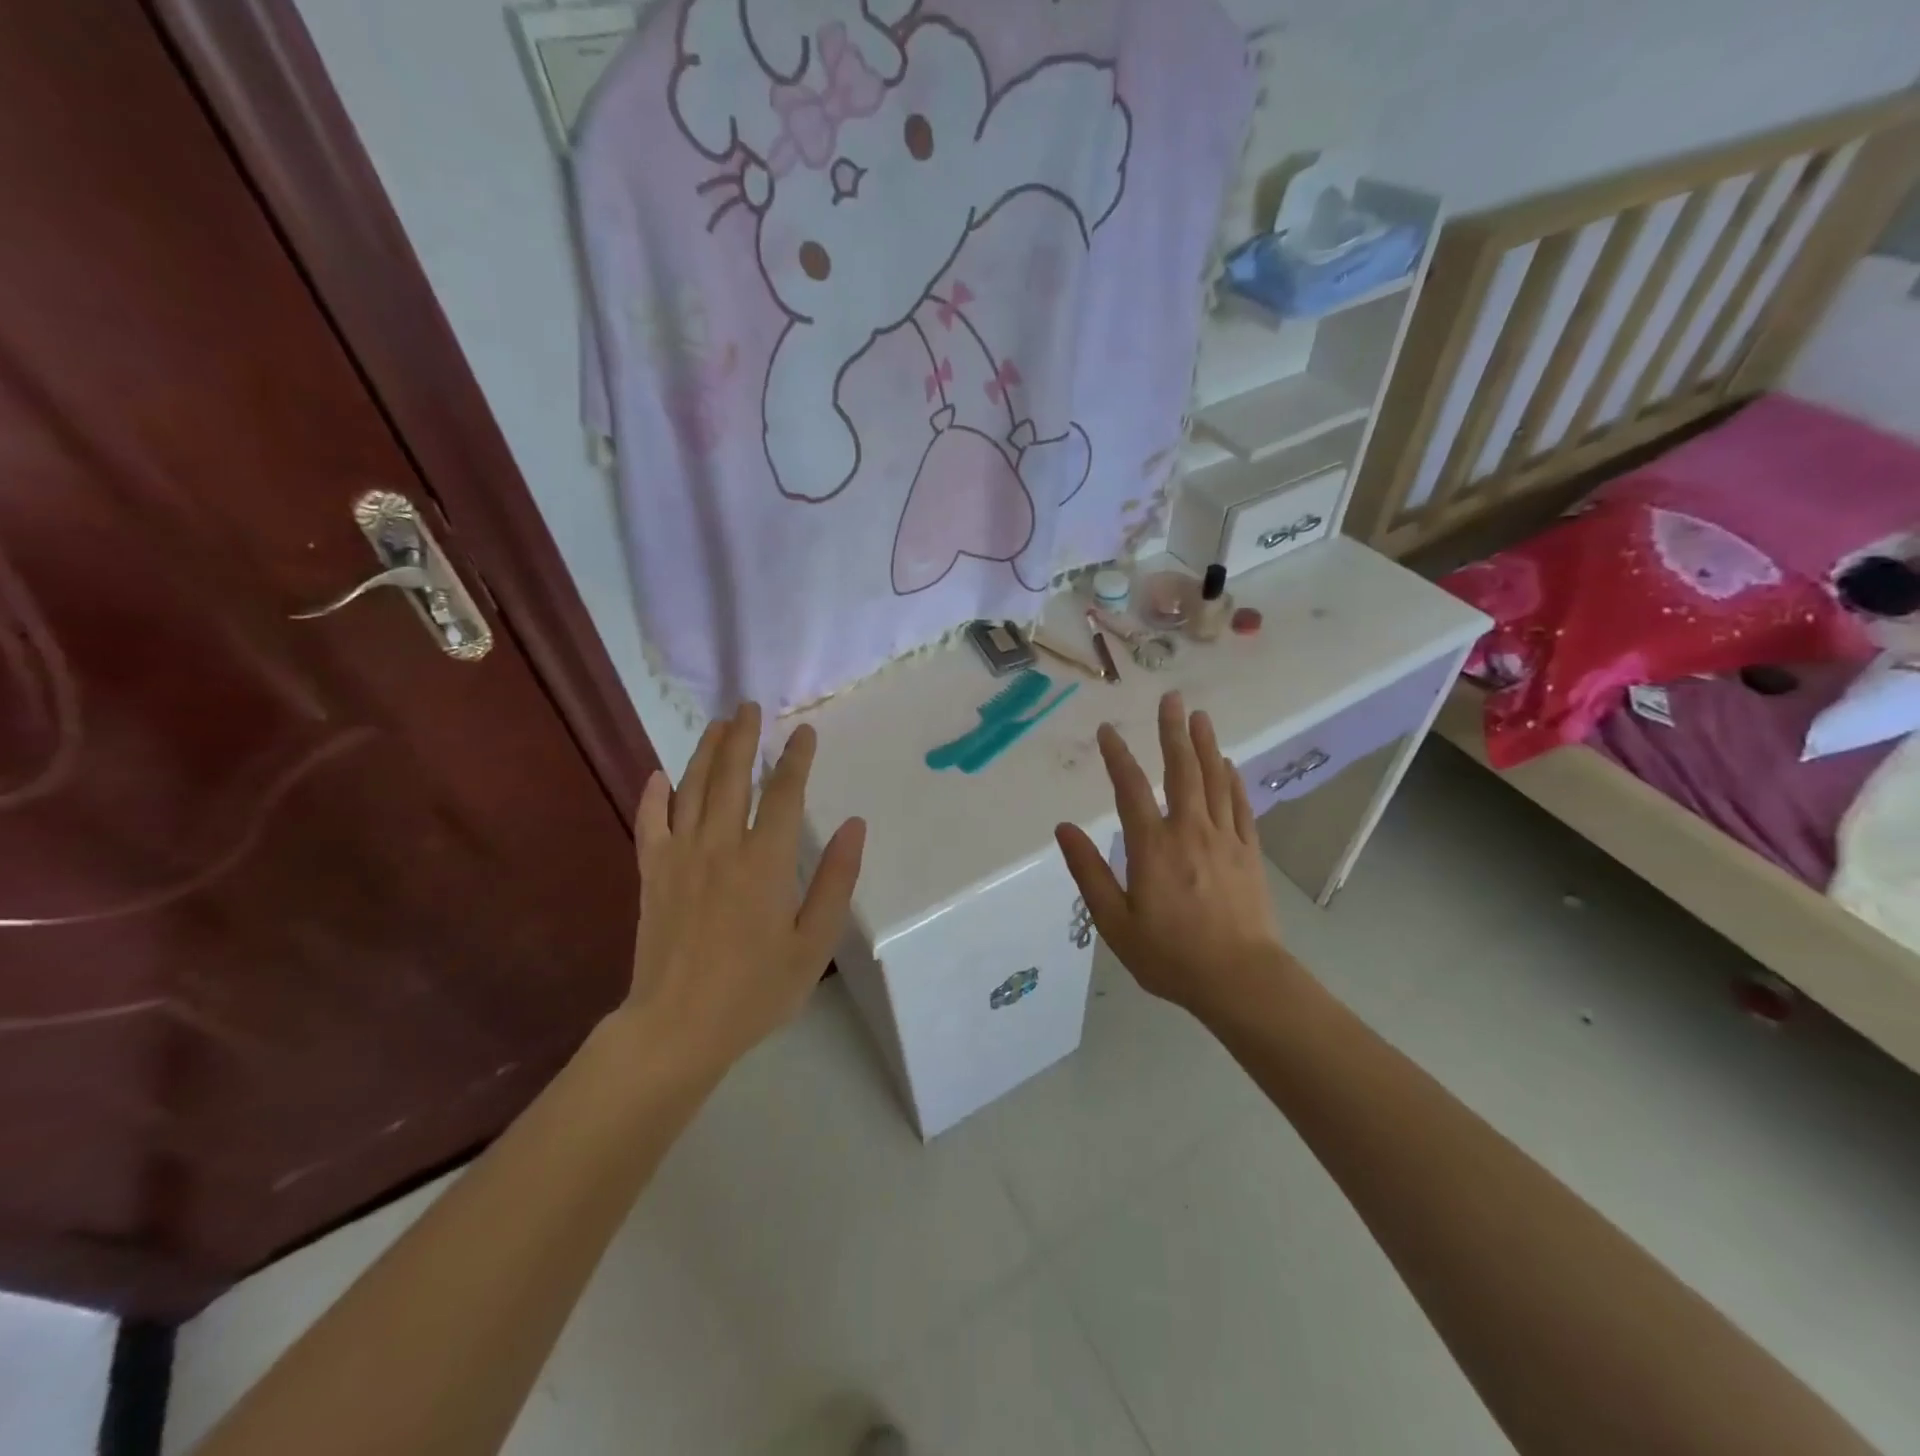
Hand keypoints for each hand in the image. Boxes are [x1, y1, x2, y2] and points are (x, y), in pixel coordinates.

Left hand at [620, 704, 865, 1081]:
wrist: (677, 1027)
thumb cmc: (755, 990)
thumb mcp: (813, 943)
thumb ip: (834, 881)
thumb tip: (855, 826)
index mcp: (764, 862)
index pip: (783, 794)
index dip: (796, 759)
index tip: (804, 732)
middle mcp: (720, 846)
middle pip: (732, 777)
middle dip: (743, 737)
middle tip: (750, 707)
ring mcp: (680, 857)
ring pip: (691, 789)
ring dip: (705, 752)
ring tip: (718, 725)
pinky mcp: (652, 875)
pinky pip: (650, 823)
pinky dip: (653, 795)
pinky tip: (659, 775)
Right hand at [1055, 692, 1285, 1018]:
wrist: (1241, 980)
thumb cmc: (1170, 956)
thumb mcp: (1115, 923)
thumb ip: (1089, 872)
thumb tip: (1064, 829)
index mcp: (1153, 847)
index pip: (1131, 789)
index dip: (1117, 756)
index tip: (1107, 730)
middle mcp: (1190, 831)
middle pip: (1181, 771)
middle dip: (1172, 732)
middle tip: (1172, 698)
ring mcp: (1224, 839)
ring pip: (1214, 781)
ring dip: (1205, 745)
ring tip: (1200, 717)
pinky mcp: (1249, 853)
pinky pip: (1240, 806)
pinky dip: (1233, 781)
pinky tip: (1229, 764)